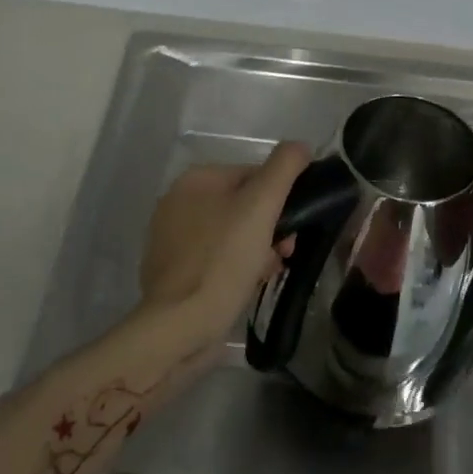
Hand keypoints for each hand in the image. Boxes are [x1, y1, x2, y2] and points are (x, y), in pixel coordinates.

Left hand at [139, 143, 310, 347]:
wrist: (178, 327)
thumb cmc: (222, 260)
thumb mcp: (261, 206)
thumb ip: (284, 168)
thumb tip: (300, 146)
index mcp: (195, 179)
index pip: (252, 174)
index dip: (280, 198)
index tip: (293, 227)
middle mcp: (178, 202)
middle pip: (242, 205)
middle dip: (270, 227)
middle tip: (284, 253)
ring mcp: (172, 239)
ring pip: (232, 234)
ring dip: (257, 249)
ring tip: (267, 272)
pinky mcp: (174, 271)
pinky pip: (216, 259)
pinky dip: (236, 268)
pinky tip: (247, 286)